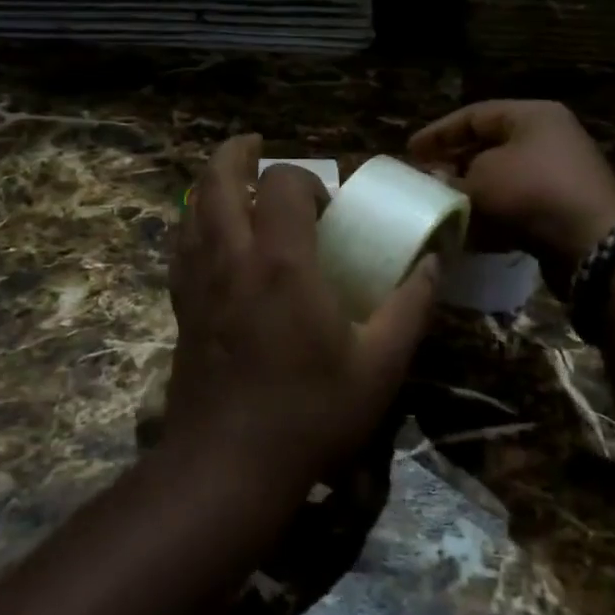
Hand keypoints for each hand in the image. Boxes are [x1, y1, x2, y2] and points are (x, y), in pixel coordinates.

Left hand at [165, 134, 440, 494]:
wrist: (226, 468)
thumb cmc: (309, 413)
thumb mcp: (379, 366)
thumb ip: (410, 307)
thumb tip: (433, 263)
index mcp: (282, 261)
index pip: (285, 183)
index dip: (307, 180)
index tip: (327, 210)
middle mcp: (233, 256)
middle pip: (219, 179)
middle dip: (237, 153)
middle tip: (256, 146)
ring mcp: (199, 280)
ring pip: (192, 206)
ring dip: (212, 182)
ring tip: (234, 181)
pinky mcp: (181, 305)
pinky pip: (181, 243)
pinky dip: (194, 220)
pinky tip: (210, 233)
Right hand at [409, 101, 614, 294]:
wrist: (594, 245)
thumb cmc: (532, 193)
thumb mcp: (480, 180)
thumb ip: (452, 179)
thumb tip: (440, 184)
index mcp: (532, 116)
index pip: (474, 116)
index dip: (439, 133)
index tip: (410, 151)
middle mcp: (550, 138)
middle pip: (490, 146)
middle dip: (455, 165)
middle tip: (426, 179)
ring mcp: (561, 175)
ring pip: (504, 179)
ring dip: (473, 194)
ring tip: (444, 209)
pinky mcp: (564, 209)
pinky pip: (520, 206)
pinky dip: (495, 217)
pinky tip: (471, 234)